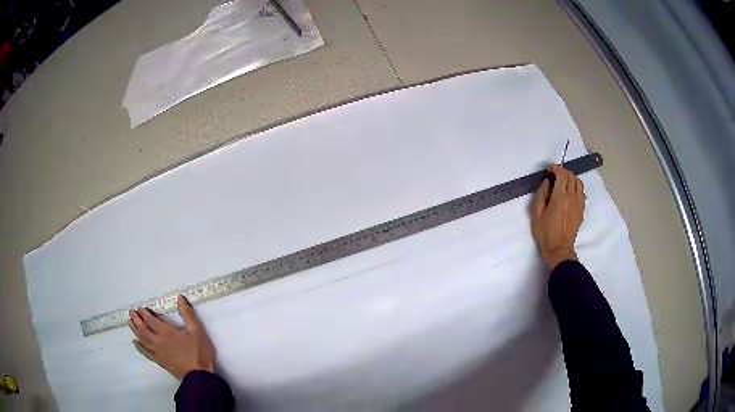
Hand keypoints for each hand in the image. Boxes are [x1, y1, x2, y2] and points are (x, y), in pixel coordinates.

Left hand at [128, 296, 215, 379]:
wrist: (199, 375)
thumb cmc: (199, 352)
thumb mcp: (197, 331)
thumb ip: (187, 314)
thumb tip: (179, 298)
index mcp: (166, 331)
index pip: (150, 320)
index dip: (143, 313)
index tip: (139, 308)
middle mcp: (157, 340)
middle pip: (142, 328)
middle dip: (136, 319)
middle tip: (131, 312)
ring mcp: (157, 352)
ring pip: (142, 339)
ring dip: (135, 330)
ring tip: (130, 322)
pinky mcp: (159, 361)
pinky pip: (145, 352)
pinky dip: (139, 347)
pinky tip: (135, 343)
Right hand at [531, 164, 584, 271]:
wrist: (559, 249)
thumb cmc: (545, 233)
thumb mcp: (536, 213)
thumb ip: (541, 194)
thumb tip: (546, 182)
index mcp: (559, 198)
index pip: (561, 174)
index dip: (555, 168)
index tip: (549, 169)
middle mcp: (572, 198)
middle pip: (571, 176)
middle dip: (562, 171)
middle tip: (554, 174)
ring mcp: (579, 203)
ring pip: (578, 182)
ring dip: (570, 178)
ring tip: (563, 181)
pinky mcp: (582, 209)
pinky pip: (581, 192)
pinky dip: (576, 186)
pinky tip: (569, 191)